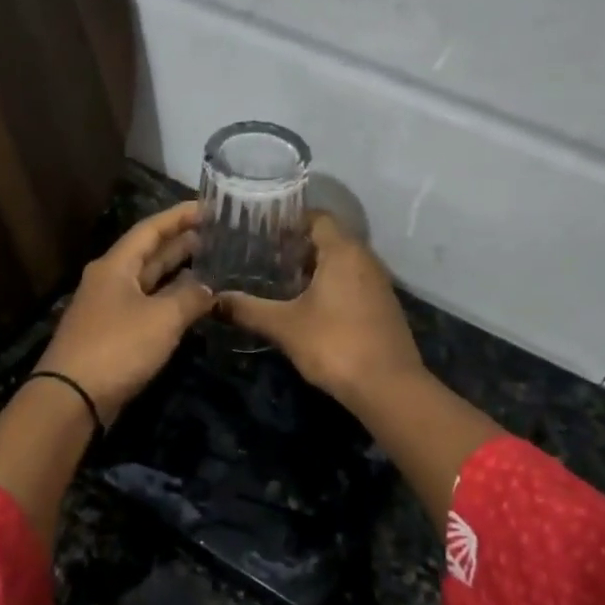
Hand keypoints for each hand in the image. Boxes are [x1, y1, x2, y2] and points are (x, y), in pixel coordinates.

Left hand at [36, 201, 215, 424]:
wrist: (72, 398)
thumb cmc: (117, 347)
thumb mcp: (162, 318)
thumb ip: (189, 297)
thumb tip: (209, 288)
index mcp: (115, 266)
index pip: (150, 229)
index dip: (179, 216)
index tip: (208, 207)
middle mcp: (109, 281)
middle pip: (148, 253)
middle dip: (180, 242)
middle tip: (216, 234)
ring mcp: (109, 308)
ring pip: (148, 281)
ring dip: (176, 272)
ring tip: (209, 263)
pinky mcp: (112, 335)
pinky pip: (146, 306)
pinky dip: (168, 300)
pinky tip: (189, 304)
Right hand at [222, 212, 497, 529]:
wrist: (388, 387)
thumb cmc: (335, 344)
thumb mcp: (284, 326)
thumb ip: (249, 309)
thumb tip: (215, 300)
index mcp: (343, 251)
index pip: (316, 217)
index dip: (289, 221)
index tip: (261, 232)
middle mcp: (364, 259)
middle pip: (328, 239)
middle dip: (296, 246)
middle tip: (263, 256)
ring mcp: (378, 283)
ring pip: (341, 263)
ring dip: (313, 268)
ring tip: (279, 280)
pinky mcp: (382, 306)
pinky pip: (352, 282)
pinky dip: (329, 285)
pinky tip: (307, 306)